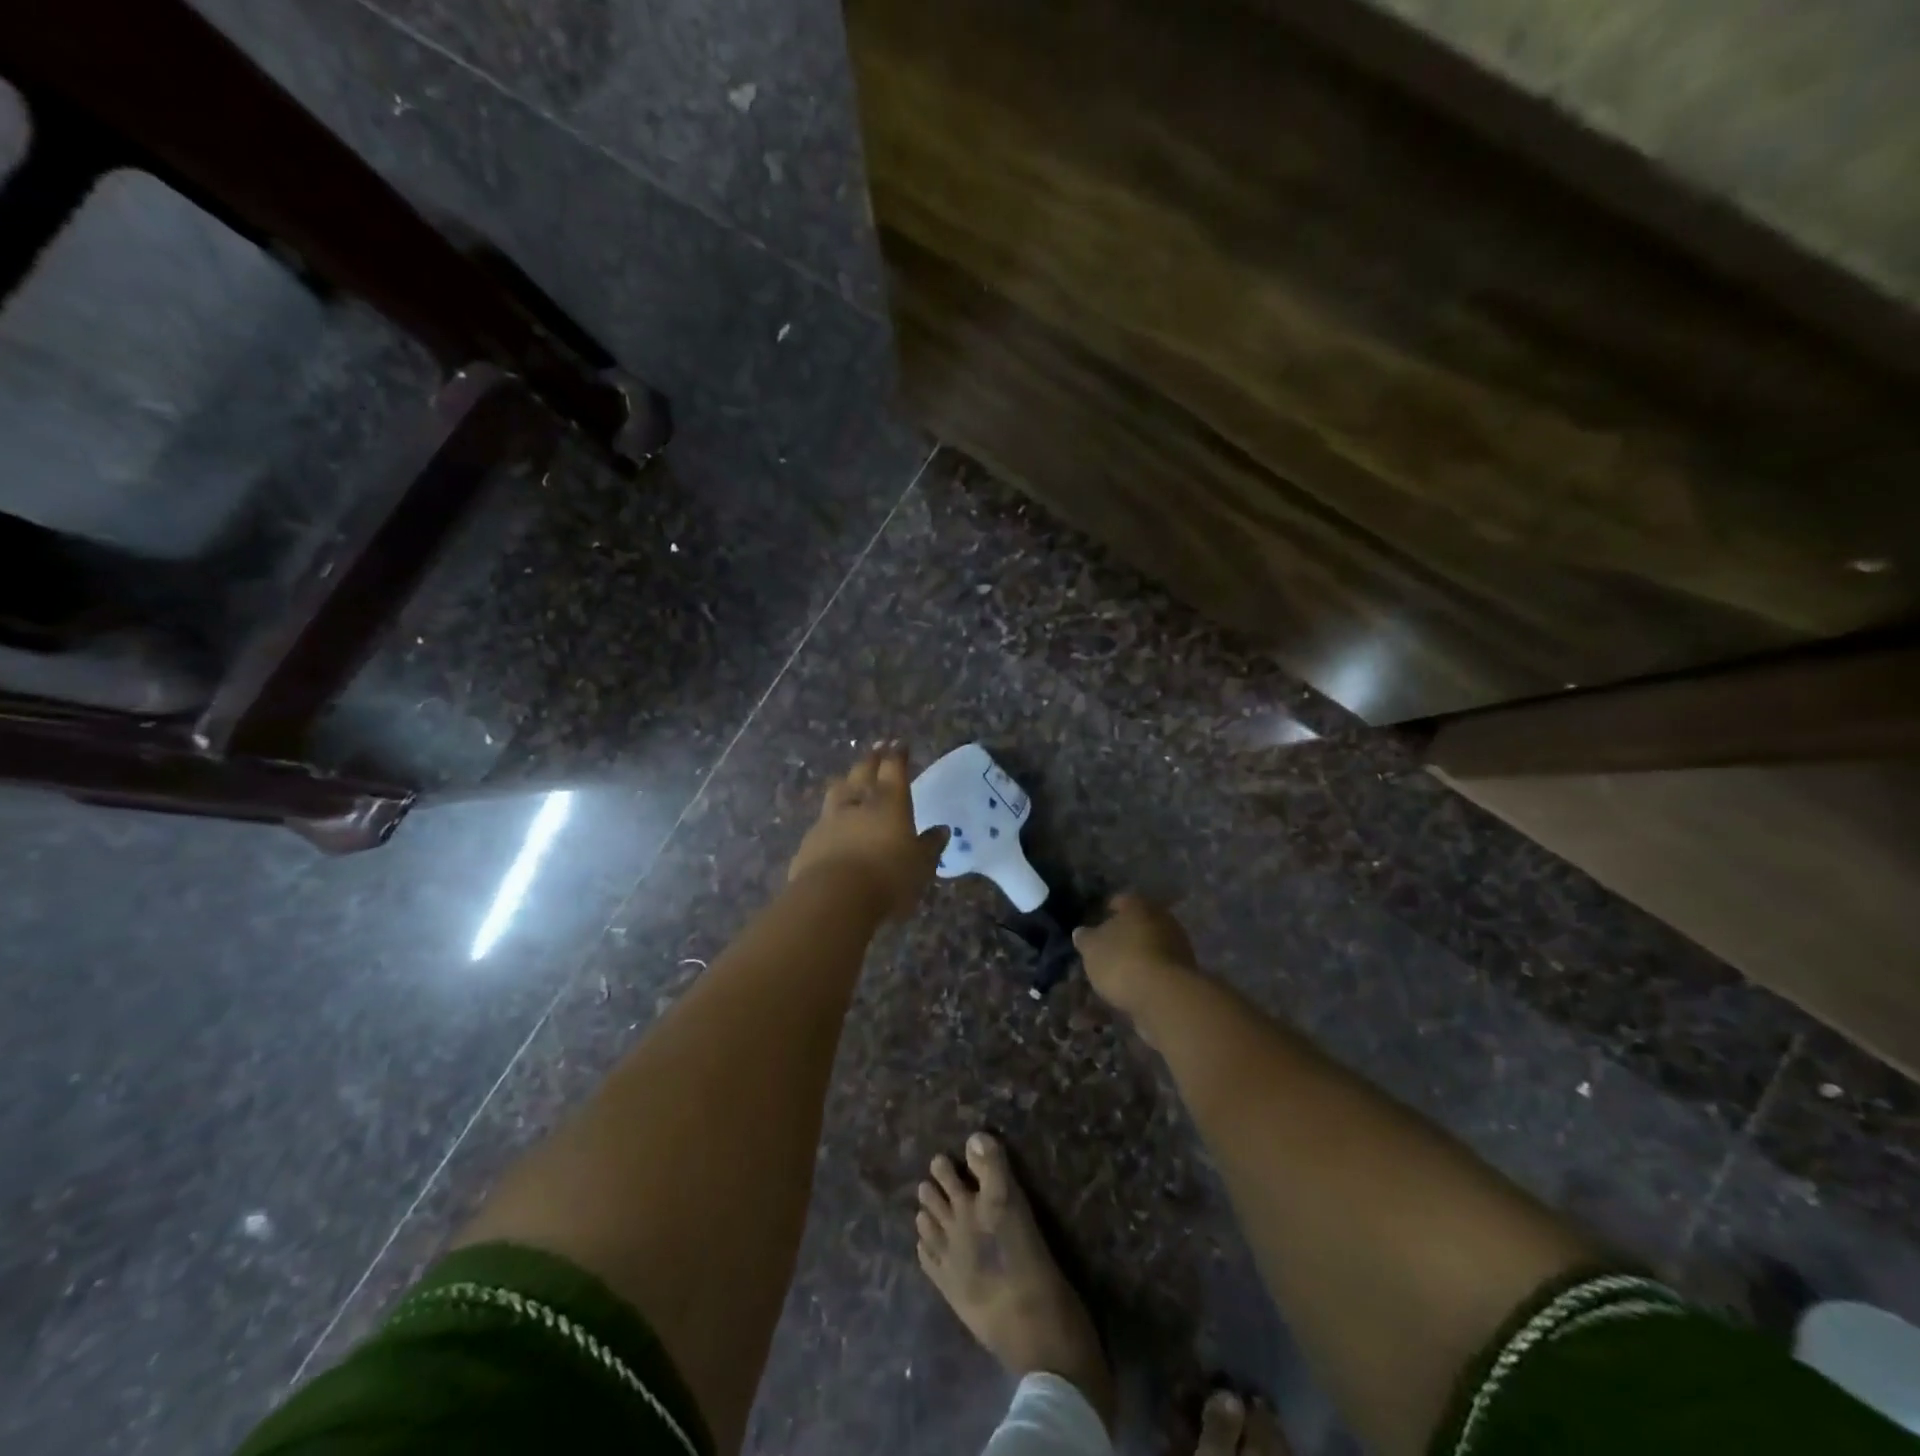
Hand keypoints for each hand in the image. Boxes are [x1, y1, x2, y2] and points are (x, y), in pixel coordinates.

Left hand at [788, 743, 946, 920]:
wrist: (833, 898)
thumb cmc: (888, 878)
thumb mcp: (921, 866)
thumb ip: (930, 846)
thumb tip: (941, 830)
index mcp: (889, 802)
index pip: (894, 769)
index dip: (897, 755)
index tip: (899, 743)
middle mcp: (858, 803)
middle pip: (863, 772)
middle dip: (872, 759)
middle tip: (877, 748)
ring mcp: (829, 820)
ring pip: (838, 791)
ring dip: (846, 782)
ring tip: (849, 778)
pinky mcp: (809, 842)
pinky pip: (822, 822)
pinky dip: (830, 818)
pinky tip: (831, 825)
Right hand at [1072, 894, 1197, 1016]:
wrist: (1165, 997)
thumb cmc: (1122, 962)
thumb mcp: (1092, 949)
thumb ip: (1085, 938)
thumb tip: (1081, 932)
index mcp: (1138, 905)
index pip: (1121, 900)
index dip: (1108, 909)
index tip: (1099, 920)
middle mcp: (1162, 918)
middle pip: (1140, 921)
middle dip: (1126, 932)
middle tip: (1109, 946)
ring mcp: (1178, 944)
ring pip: (1153, 943)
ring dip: (1140, 952)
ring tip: (1122, 969)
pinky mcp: (1186, 970)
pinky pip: (1161, 965)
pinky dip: (1150, 971)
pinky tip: (1137, 983)